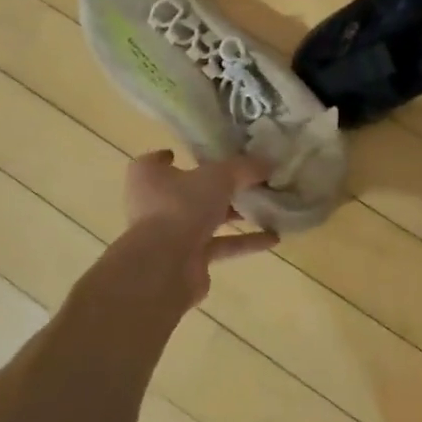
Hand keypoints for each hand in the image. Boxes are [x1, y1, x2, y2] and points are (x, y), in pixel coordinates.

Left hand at [113, 150, 279, 307]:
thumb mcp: (218, 177)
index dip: (174, 157)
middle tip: (247, 180)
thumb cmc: (181, 206)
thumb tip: (269, 162)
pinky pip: (219, 245)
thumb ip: (244, 168)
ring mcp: (170, 235)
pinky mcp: (188, 260)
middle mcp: (154, 204)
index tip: (198, 155)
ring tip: (266, 207)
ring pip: (205, 220)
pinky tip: (272, 238)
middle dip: (217, 188)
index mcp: (149, 177)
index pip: (156, 162)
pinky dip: (243, 241)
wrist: (165, 266)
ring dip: (233, 215)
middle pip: (188, 191)